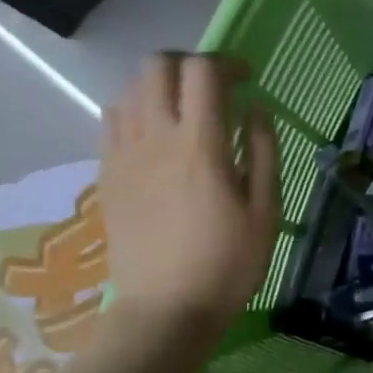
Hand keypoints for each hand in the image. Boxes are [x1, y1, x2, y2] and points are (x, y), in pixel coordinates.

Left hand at [99, 52, 278, 346]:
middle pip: (157, 66)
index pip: (202, 72)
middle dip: (188, 63)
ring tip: (185, 110)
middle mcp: (155, 138)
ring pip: (130, 88)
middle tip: (213, 87)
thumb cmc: (228, 263)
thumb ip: (263, 151)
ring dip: (161, 85)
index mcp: (200, 146)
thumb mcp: (265, 210)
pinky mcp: (107, 173)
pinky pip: (113, 119)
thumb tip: (255, 107)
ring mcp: (124, 154)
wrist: (164, 310)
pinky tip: (157, 134)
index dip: (226, 63)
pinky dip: (137, 109)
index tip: (246, 79)